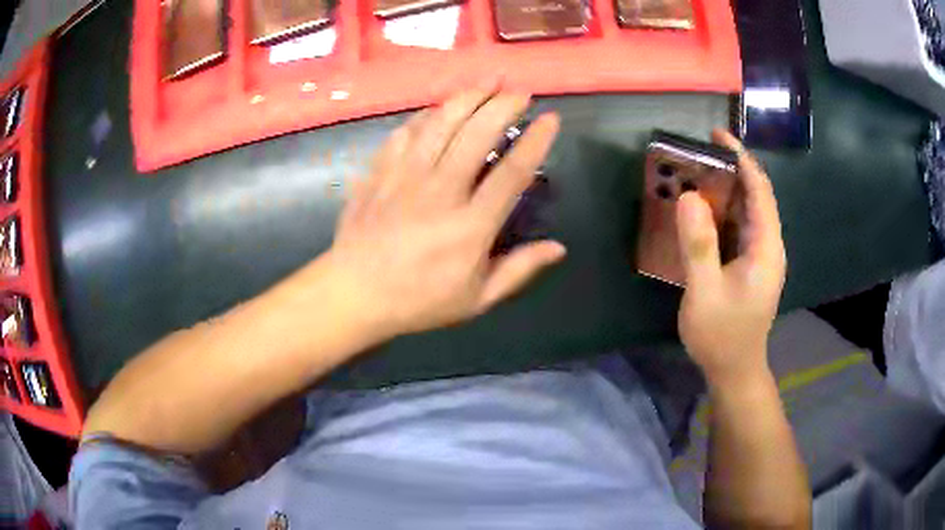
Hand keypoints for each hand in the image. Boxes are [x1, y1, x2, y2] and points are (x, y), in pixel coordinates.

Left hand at [328, 83, 565, 337]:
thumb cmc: (418, 301)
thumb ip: (518, 271)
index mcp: (470, 226)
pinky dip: (426, 115)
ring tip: (486, 82)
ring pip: (440, 124)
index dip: (535, 141)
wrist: (354, 294)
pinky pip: (405, 133)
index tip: (550, 118)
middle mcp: (441, 192)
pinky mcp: (380, 172)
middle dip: (502, 105)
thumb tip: (558, 248)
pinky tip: (438, 107)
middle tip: (519, 91)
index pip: (512, 173)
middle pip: (476, 134)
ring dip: (467, 98)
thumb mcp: (476, 299)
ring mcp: (405, 177)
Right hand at [676, 130, 785, 385]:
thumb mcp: (705, 293)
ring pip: (746, 211)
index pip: (760, 191)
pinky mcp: (749, 265)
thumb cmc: (721, 335)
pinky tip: (700, 211)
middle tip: (697, 155)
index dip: (742, 159)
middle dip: (730, 171)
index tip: (719, 136)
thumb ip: (699, 246)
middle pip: (755, 196)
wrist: (734, 370)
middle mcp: (768, 246)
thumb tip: (689, 197)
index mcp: (766, 248)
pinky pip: (738, 227)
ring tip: (694, 175)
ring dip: (724, 190)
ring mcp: (760, 256)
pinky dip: (721, 212)